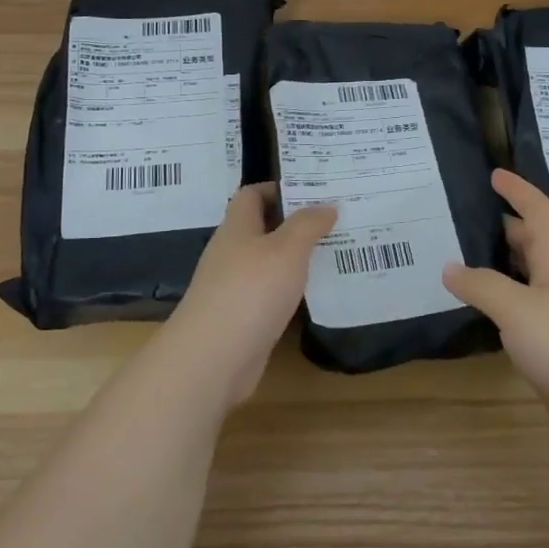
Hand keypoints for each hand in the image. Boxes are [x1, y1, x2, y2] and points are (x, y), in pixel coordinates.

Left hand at [165, 183, 335, 408]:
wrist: (213, 358)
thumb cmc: (250, 291)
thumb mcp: (286, 250)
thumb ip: (307, 225)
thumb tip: (326, 206)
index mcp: (237, 228)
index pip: (252, 195)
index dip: (279, 189)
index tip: (314, 191)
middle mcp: (231, 253)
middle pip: (262, 228)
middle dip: (295, 223)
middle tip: (335, 221)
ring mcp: (233, 287)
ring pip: (268, 263)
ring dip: (296, 258)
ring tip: (335, 252)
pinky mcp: (242, 318)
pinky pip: (270, 294)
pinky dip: (291, 290)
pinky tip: (317, 293)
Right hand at [443, 170, 548, 436]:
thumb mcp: (517, 309)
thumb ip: (482, 286)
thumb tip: (449, 267)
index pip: (540, 214)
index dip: (519, 192)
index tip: (495, 174)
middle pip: (536, 244)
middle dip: (507, 227)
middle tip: (469, 219)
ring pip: (531, 278)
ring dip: (504, 266)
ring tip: (467, 259)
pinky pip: (528, 310)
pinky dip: (506, 301)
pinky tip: (486, 310)